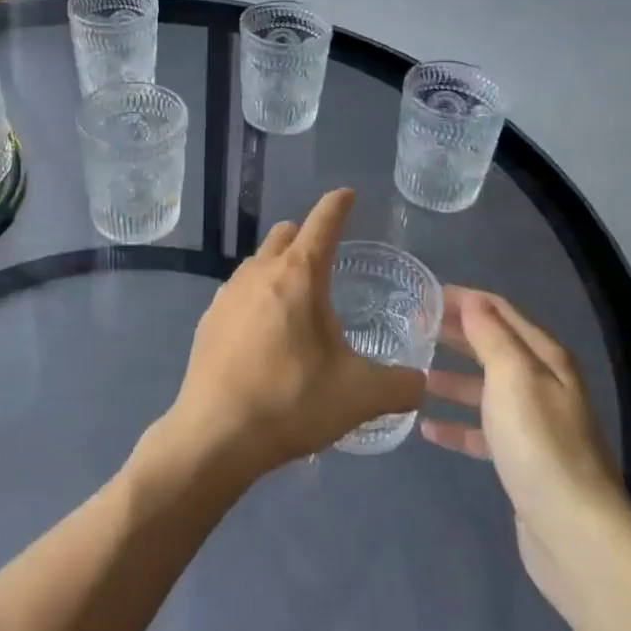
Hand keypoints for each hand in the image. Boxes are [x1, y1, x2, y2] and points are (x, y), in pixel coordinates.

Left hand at [157, 190, 425, 481]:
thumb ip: (400, 385)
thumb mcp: (359, 396)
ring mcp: (226, 294)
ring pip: (258, 263)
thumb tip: (422, 382)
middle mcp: (258, 272)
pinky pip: (239, 293)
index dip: (337, 206)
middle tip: (328, 260)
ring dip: (280, 268)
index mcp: (297, 275)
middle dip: (307, 236)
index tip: (347, 195)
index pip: (322, 223)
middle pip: (284, 235)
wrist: (215, 435)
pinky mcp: (208, 320)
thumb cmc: (291, 401)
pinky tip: (266, 336)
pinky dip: (258, 298)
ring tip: (299, 304)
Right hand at [421, 287, 630, 613]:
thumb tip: (472, 300)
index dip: (464, 299)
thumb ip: (490, 335)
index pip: (500, 311)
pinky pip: (483, 432)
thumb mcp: (512, 376)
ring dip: (451, 379)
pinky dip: (457, 426)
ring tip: (414, 374)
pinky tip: (428, 429)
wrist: (575, 533)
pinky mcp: (521, 460)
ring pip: (485, 389)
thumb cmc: (539, 443)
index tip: (423, 294)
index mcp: (545, 358)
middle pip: (492, 347)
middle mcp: (542, 384)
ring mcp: (533, 425)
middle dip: (455, 334)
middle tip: (411, 327)